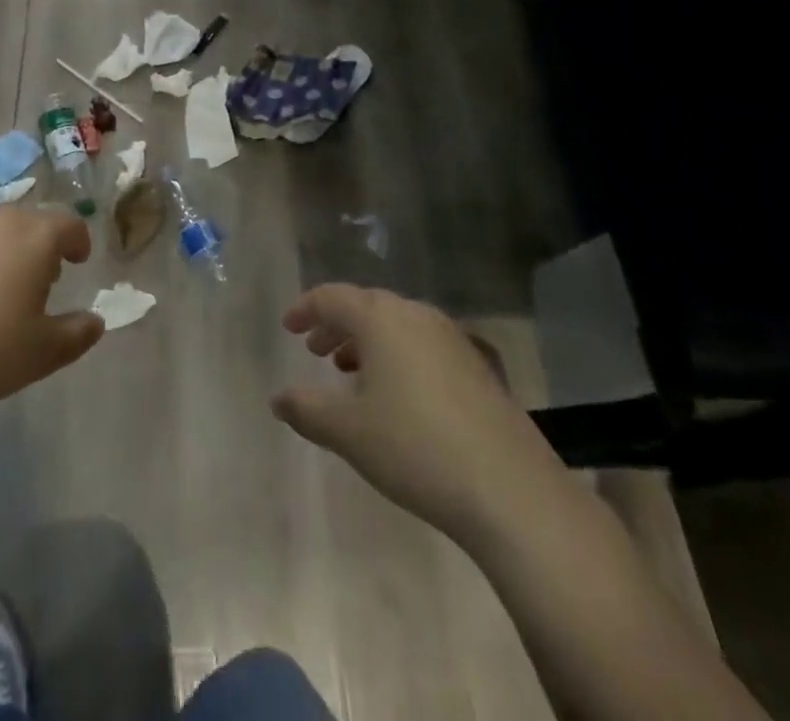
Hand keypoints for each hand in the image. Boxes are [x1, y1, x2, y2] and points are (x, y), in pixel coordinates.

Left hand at [0, 205, 103, 417]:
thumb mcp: (43, 353)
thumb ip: (78, 333)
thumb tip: (95, 322)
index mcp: (34, 235)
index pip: (69, 224)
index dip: (79, 241)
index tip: (79, 260)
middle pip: (30, 221)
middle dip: (43, 243)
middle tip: (45, 276)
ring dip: (6, 249)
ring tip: (2, 287)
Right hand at [273, 284, 547, 539]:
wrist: (511, 490)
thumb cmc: (415, 448)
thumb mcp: (348, 431)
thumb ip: (306, 409)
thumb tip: (279, 398)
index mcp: (381, 318)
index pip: (333, 297)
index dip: (306, 308)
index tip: (288, 327)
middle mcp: (418, 315)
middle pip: (367, 307)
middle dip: (338, 326)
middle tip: (316, 351)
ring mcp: (455, 339)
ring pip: (399, 327)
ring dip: (370, 343)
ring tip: (353, 375)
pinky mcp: (482, 368)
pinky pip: (427, 347)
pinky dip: (402, 358)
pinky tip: (403, 397)